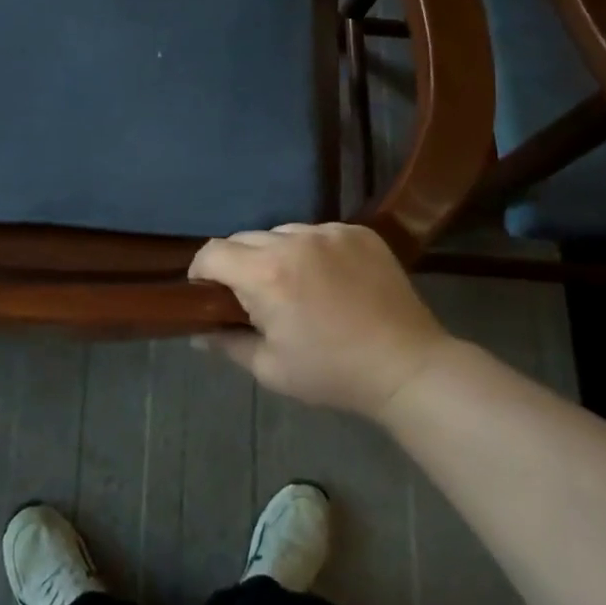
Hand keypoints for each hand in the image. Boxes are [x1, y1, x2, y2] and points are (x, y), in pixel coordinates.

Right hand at [188, 223, 449, 418]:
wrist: (406, 366)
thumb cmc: (332, 373)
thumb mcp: (271, 368)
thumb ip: (227, 343)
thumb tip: (198, 331)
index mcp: (266, 273)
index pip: (213, 252)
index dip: (201, 271)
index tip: (207, 292)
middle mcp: (294, 241)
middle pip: (244, 238)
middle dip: (238, 264)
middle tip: (252, 297)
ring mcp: (330, 232)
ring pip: (282, 233)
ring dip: (275, 254)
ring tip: (294, 286)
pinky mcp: (358, 232)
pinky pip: (318, 233)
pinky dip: (312, 251)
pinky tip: (328, 279)